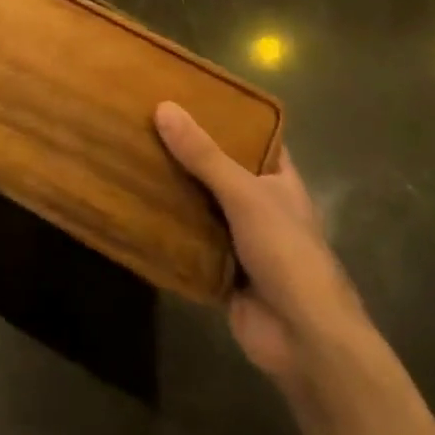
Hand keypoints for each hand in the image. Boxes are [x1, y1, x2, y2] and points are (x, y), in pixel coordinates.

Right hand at [155, 103, 364, 381]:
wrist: (304, 340)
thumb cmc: (288, 253)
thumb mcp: (245, 194)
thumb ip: (204, 155)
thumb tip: (163, 107)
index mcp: (278, 180)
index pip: (252, 137)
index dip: (225, 116)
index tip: (186, 94)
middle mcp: (259, 204)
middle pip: (218, 168)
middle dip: (185, 150)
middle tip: (142, 119)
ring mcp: (239, 239)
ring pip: (199, 204)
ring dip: (171, 188)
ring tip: (129, 153)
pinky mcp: (219, 269)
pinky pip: (187, 240)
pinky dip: (165, 227)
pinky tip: (131, 205)